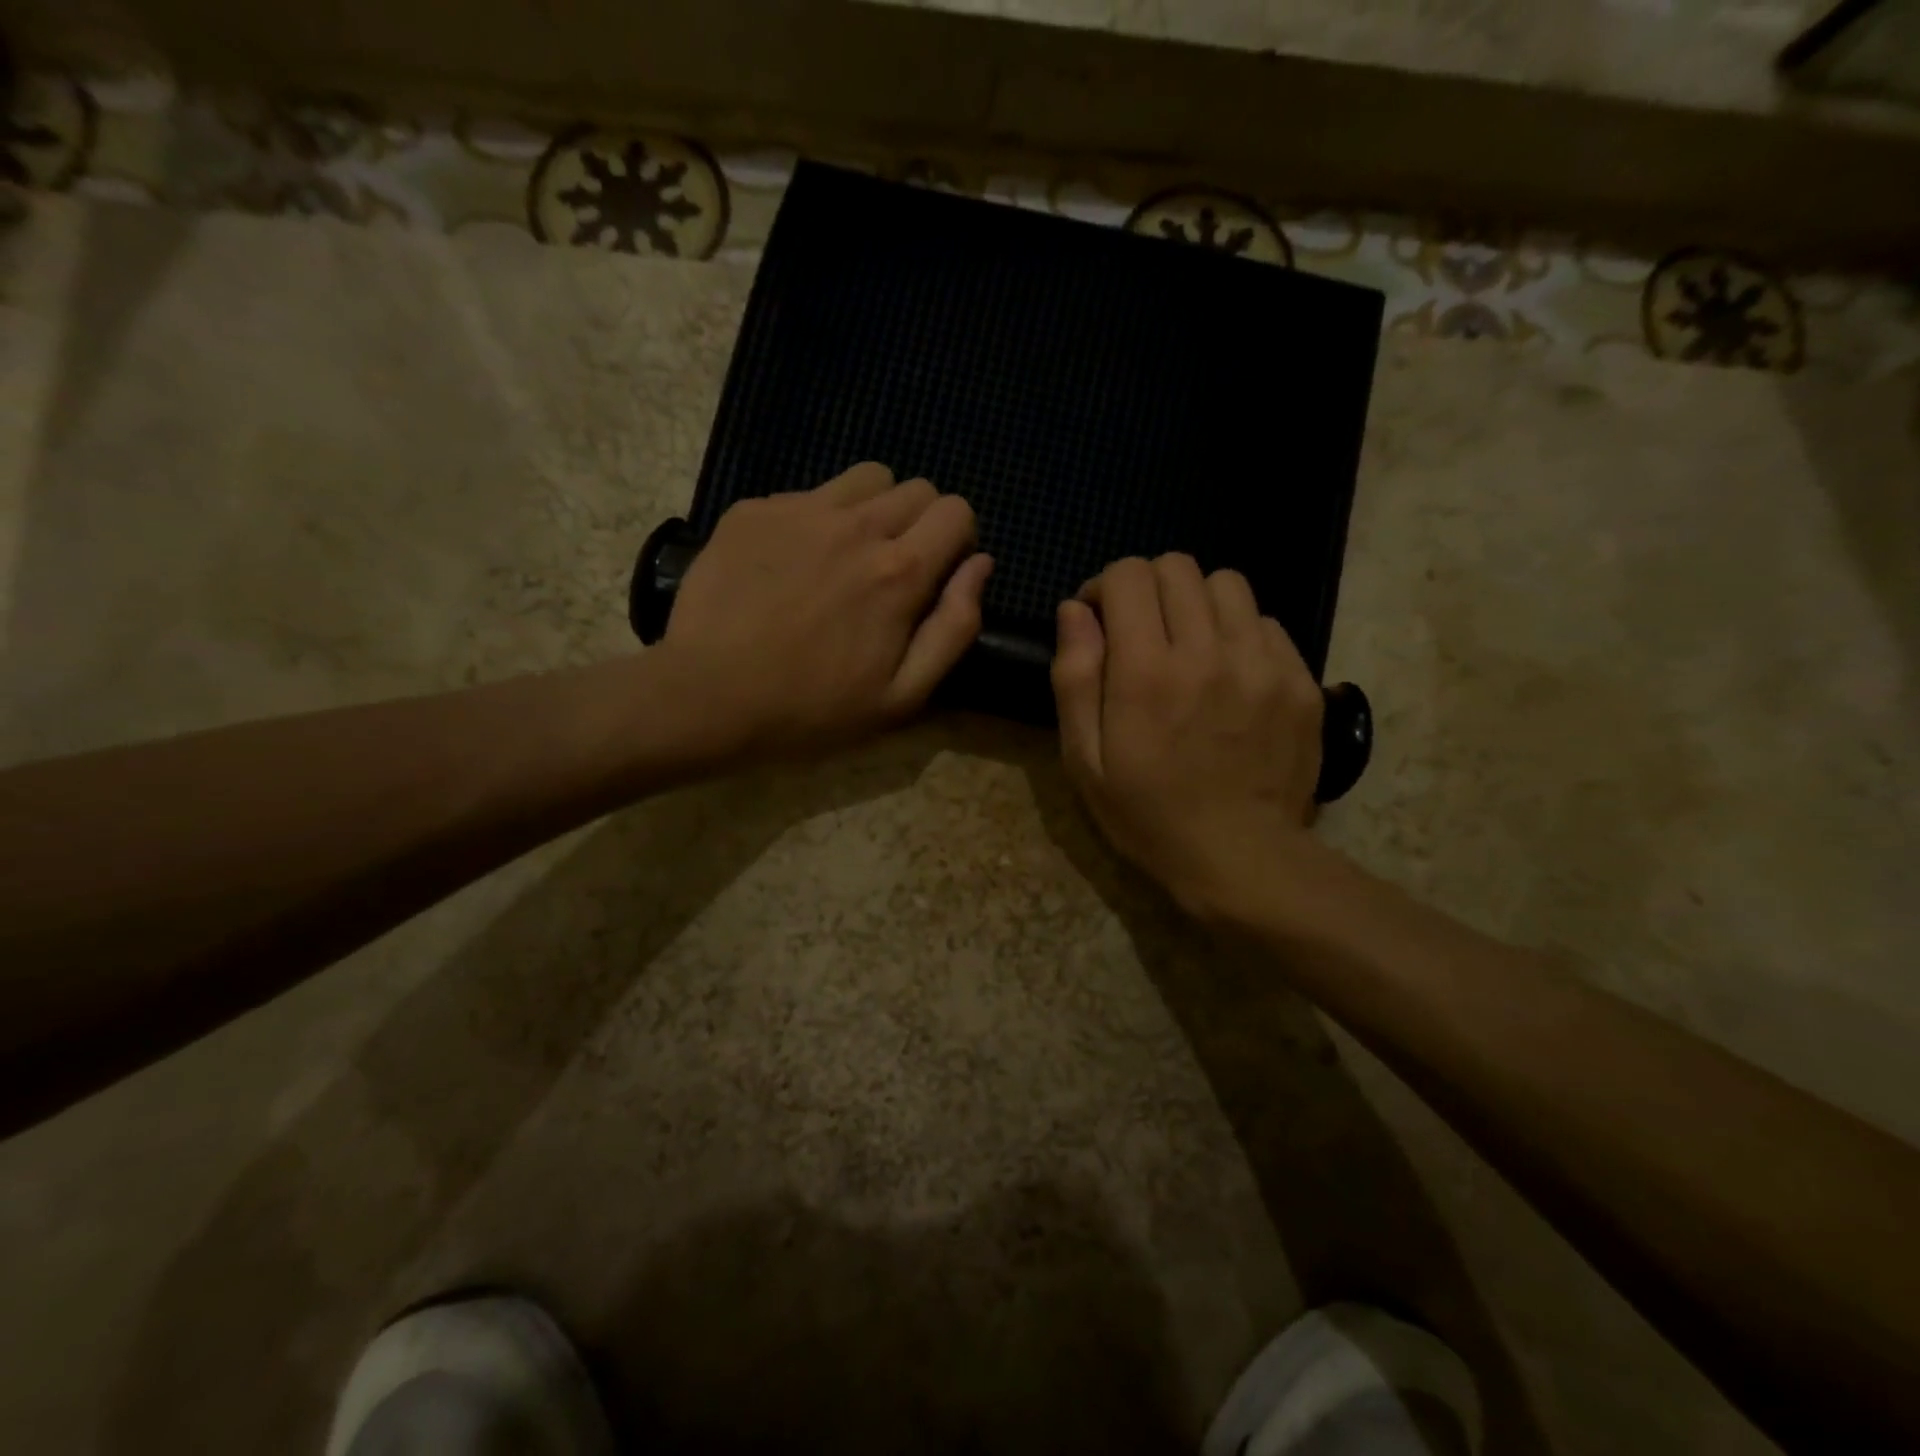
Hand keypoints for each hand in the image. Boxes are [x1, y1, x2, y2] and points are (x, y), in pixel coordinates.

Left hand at [660, 462, 991, 755]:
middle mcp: (856, 526)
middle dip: (920, 523)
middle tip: (892, 571)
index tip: (937, 573)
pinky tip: (791, 564)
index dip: (957, 540)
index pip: (957, 511)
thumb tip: (981, 566)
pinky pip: (807, 494)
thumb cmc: (812, 710)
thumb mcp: (903, 696)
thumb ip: (954, 627)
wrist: (707, 698)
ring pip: (865, 478)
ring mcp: (800, 510)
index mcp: (900, 572)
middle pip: (916, 488)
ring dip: (873, 508)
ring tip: (847, 555)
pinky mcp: (754, 510)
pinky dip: (815, 519)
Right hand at [1051, 554, 1323, 920]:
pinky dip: (1238, 632)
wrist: (1241, 857)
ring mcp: (1262, 662)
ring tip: (1188, 645)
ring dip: (1196, 602)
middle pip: (1178, 567)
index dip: (1105, 587)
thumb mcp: (1085, 760)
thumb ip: (1075, 677)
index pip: (1129, 575)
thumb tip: (1074, 611)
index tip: (1100, 621)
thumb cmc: (1148, 813)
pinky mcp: (1300, 679)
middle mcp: (1208, 651)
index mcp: (1147, 671)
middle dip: (1147, 587)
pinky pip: (1266, 623)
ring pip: (1227, 584)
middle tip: (1141, 632)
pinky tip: (1229, 673)